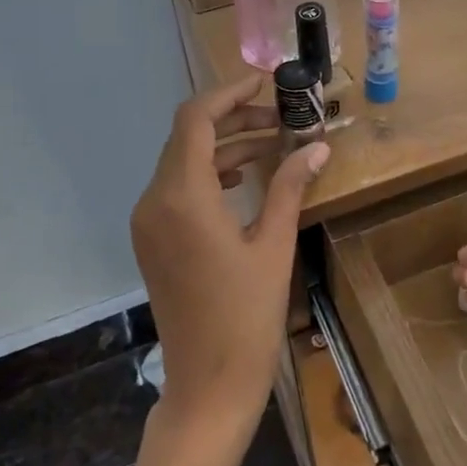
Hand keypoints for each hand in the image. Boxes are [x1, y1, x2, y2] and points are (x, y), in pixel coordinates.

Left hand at [131, 75, 329, 444]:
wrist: (207, 383)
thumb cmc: (246, 316)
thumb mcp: (273, 245)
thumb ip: (290, 187)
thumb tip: (317, 146)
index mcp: (182, 197)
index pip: (196, 120)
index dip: (229, 93)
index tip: (265, 81)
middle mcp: (155, 201)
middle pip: (187, 136)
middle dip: (234, 118)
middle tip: (281, 116)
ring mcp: (149, 222)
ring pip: (183, 161)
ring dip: (224, 145)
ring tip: (273, 142)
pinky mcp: (153, 240)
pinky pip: (178, 188)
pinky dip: (209, 172)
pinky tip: (244, 176)